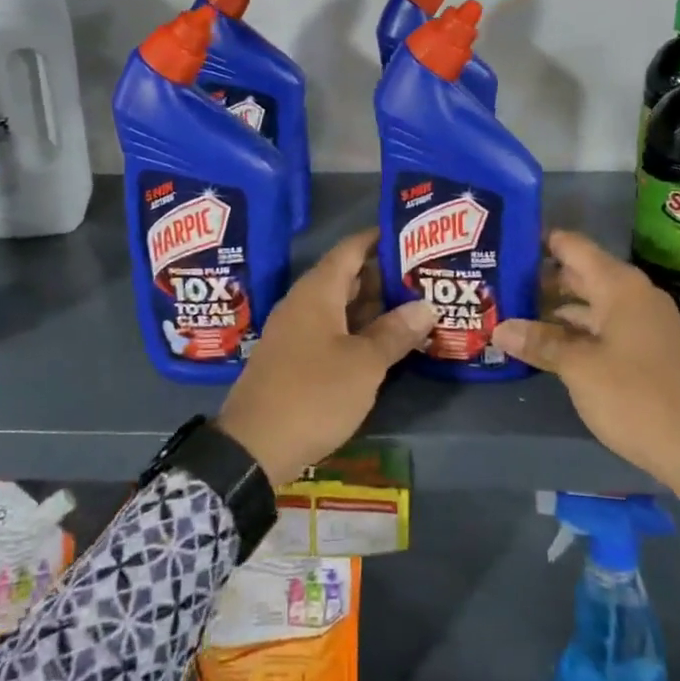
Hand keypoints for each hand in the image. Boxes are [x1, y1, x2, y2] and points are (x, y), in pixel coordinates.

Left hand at [217, 229, 436, 486]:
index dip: (378, 238)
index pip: (350, 249)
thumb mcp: (364, 364)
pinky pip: (330, 331)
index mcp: (317, 292)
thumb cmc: (313, 394)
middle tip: (423, 275)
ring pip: (339, 307)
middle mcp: (303, 304)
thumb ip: (395, 332)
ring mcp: (295, 332)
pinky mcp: (293, 359)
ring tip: (413, 307)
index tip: (409, 233)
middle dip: (383, 276)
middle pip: (346, 277)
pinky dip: (357, 330)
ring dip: (372, 307)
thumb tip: (425, 305)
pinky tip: (384, 343)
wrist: (254, 447)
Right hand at [492, 230, 679, 495]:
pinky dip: (574, 330)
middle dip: (539, 279)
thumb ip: (540, 343)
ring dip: (553, 309)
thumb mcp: (580, 369)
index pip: (572, 246)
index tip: (503, 243)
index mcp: (619, 286)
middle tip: (496, 283)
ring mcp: (643, 323)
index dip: (538, 241)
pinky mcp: (646, 349)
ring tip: (510, 313)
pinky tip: (545, 343)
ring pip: (589, 303)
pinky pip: (602, 326)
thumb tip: (498, 327)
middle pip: (578, 273)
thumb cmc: (637, 397)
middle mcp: (633, 295)